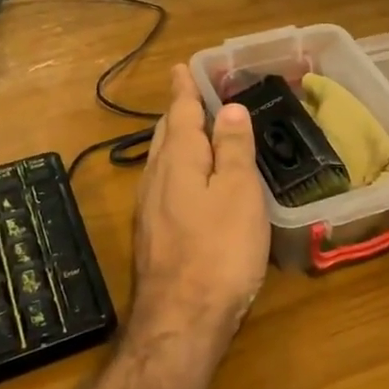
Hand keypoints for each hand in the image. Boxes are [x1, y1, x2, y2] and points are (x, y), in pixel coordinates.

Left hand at [128, 65, 271, 351]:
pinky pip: (164, 184)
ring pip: (162, 160)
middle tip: (191, 94)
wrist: (181, 321)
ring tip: (192, 130)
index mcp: (178, 160)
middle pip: (166, 134)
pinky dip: (178, 168)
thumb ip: (232, 149)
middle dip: (177, 111)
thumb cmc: (218, 250)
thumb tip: (229, 109)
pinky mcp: (153, 235)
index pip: (181, 112)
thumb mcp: (238, 193)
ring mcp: (150, 208)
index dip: (184, 89)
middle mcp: (157, 178)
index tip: (181, 67)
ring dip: (176, 139)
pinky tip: (188, 181)